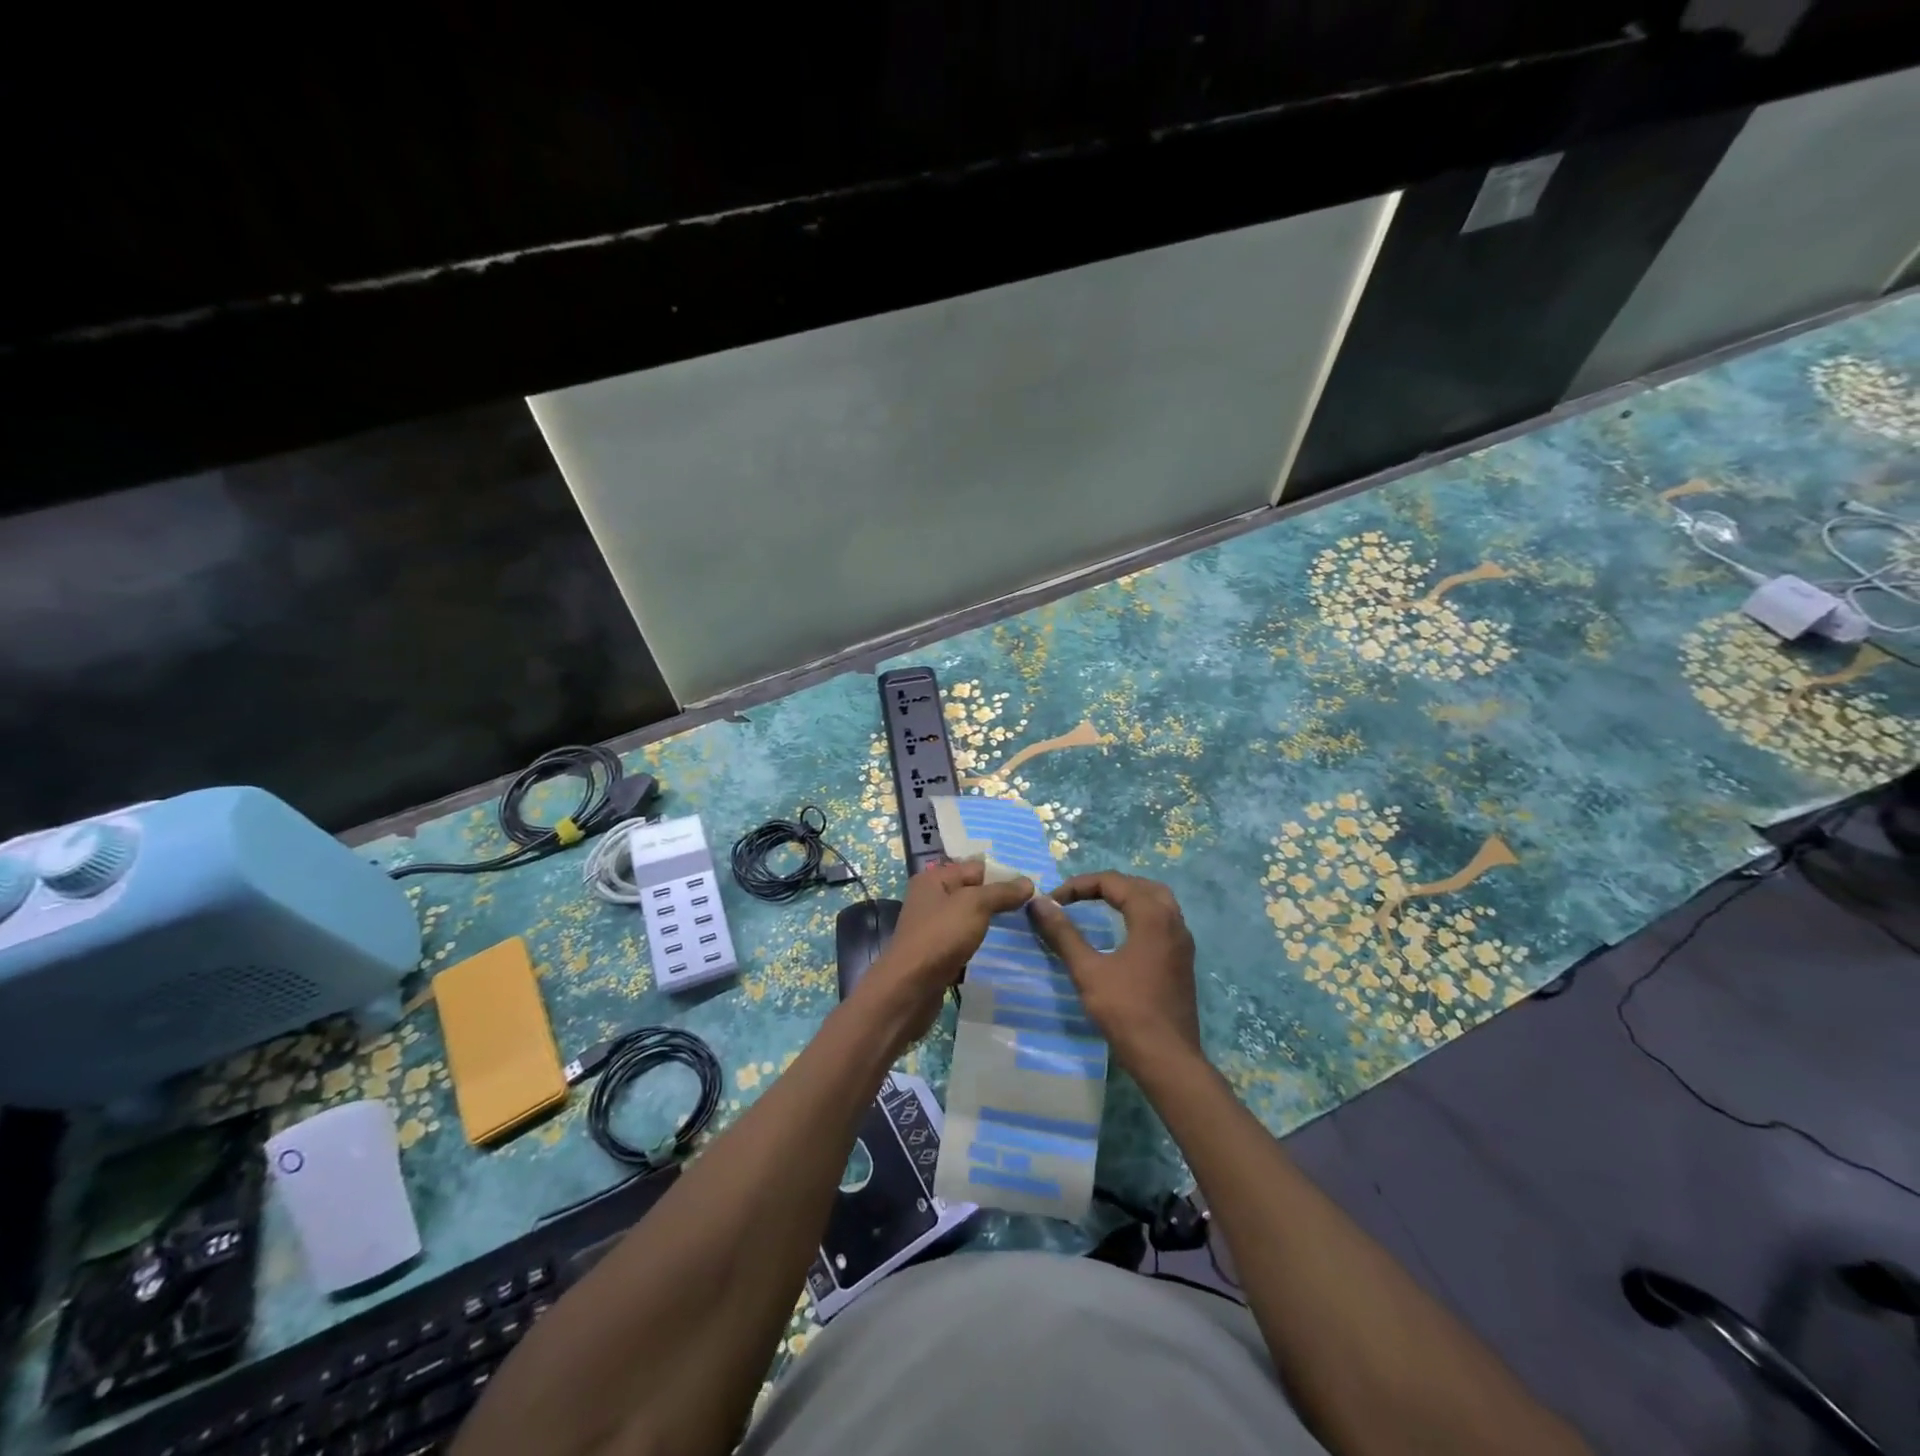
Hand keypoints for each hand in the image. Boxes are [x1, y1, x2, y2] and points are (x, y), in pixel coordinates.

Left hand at [856, 859, 1032, 1052]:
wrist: (910, 988)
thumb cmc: (940, 936)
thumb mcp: (975, 905)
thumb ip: (1001, 892)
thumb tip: (1028, 882)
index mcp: (934, 879)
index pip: (976, 868)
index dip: (1003, 876)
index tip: (1032, 890)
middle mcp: (930, 899)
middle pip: (973, 893)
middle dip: (999, 900)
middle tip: (1032, 909)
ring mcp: (933, 928)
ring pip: (970, 919)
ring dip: (992, 924)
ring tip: (1023, 929)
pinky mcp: (937, 953)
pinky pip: (965, 941)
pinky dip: (981, 944)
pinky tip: (1001, 950)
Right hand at [1027, 871, 1200, 1075]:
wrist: (1168, 1059)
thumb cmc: (1126, 1011)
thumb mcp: (1088, 970)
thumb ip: (1063, 933)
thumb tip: (1039, 903)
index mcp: (1152, 916)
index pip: (1114, 882)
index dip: (1080, 885)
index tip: (1054, 901)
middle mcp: (1173, 921)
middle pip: (1139, 885)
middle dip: (1107, 885)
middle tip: (1078, 896)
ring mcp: (1182, 942)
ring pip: (1156, 901)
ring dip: (1126, 898)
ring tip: (1099, 906)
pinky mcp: (1183, 960)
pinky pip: (1163, 921)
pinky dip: (1140, 914)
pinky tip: (1123, 932)